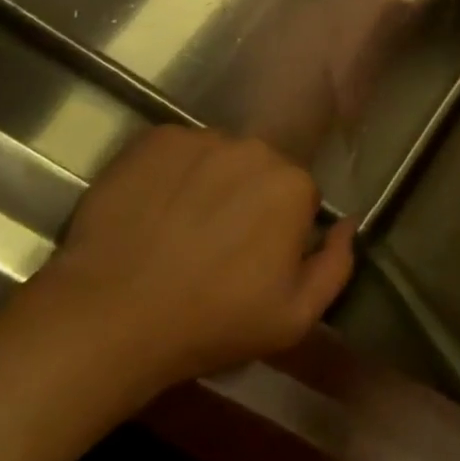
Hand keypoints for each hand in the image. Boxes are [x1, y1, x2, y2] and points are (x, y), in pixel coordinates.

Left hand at [31, 127, 355, 400]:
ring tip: (177, 229)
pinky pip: (176, 151)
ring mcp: (201, 138)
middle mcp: (254, 148)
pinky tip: (151, 211)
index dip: (278, 231)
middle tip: (214, 245)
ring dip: (209, 183)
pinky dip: (170, 173)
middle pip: (260, 170)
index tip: (252, 261)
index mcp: (293, 185)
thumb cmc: (212, 321)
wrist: (111, 315)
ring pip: (218, 158)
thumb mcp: (295, 317)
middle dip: (247, 200)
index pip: (298, 198)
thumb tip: (348, 223)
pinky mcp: (154, 138)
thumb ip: (337, 265)